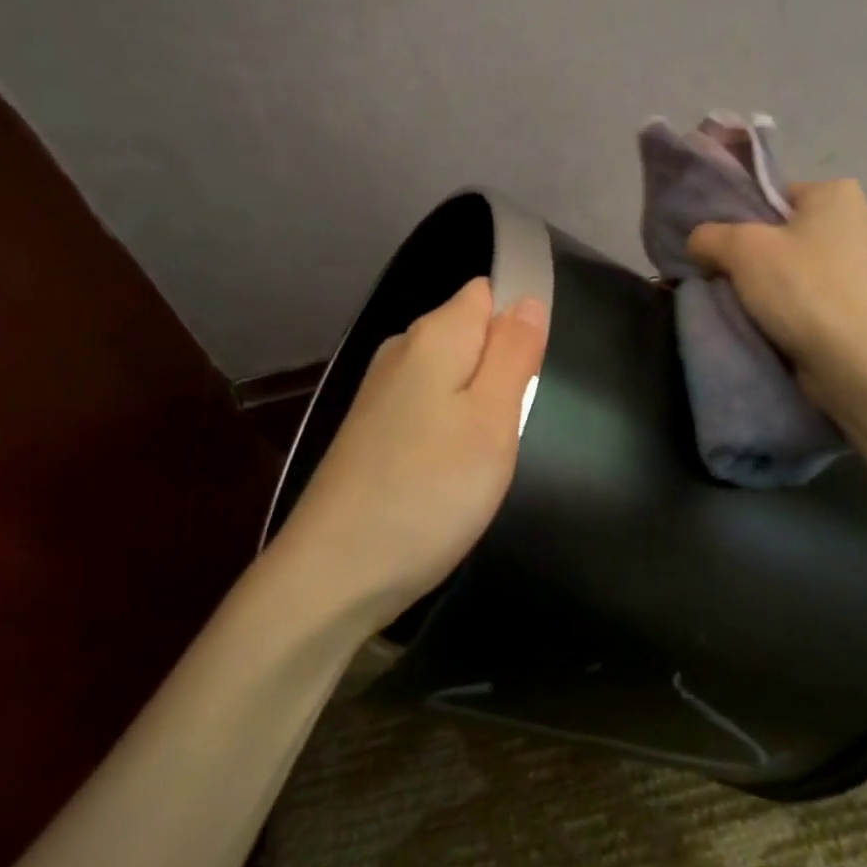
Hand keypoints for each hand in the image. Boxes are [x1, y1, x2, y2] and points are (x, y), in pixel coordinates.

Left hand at [272, 278, 548, 632]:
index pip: (486, 293)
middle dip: (502, 369)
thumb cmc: (429, 492)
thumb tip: (526, 300)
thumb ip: (514, 353)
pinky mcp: (371, 432)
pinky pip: (428, 409)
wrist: (334, 573)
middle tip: (511, 426)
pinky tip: (450, 472)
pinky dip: (449, 431)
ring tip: (485, 456)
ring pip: (451, 376)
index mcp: (433, 336)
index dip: (518, 323)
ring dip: (478, 406)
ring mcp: (380, 394)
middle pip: (469, 334)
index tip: (531, 376)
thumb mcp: (492, 420)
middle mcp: (400, 351)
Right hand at [688, 178, 866, 405]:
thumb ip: (710, 235)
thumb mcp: (740, 250)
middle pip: (792, 233)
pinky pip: (825, 295)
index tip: (725, 253)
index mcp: (839, 193)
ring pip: (807, 266)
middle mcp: (865, 219)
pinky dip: (804, 306)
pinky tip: (783, 326)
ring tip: (754, 308)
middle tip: (734, 281)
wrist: (855, 361)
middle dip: (763, 255)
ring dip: (782, 284)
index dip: (744, 223)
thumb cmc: (801, 289)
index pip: (777, 197)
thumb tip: (699, 241)